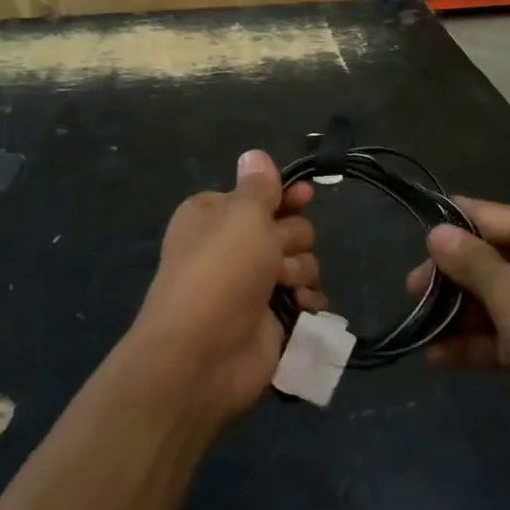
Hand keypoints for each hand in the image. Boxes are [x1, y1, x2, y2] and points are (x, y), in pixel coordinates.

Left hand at [124, 150, 326, 427]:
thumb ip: (259, 186)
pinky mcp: (271, 319)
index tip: (305, 196)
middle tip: (276, 255)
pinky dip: (308, 302)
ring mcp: (253, 286)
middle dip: (292, 240)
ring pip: (302, 263)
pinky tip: (301, 308)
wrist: (202, 355)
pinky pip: (306, 298)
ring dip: (301, 272)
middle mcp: (233, 247)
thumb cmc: (220, 272)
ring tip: (285, 287)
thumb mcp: (242, 215)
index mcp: (215, 216)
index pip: (260, 195)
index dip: (285, 196)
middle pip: (288, 228)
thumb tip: (255, 154)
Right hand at [407, 200, 509, 458]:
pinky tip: (439, 358)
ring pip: (498, 297)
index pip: (489, 216)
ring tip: (420, 330)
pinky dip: (479, 341)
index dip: (450, 230)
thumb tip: (437, 230)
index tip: (413, 248)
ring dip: (461, 314)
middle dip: (451, 278)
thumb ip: (470, 262)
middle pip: (491, 257)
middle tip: (412, 295)